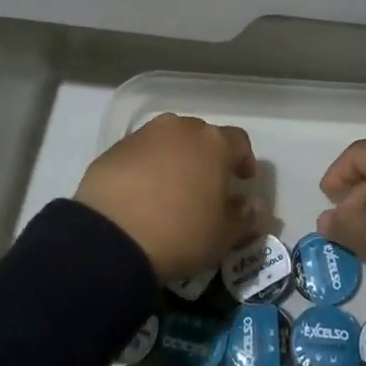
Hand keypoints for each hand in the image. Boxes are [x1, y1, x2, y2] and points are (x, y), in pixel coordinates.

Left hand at [75, 113, 256, 279]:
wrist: (111, 237)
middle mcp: (180, 129)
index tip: (243, 180)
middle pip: (202, 135)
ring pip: (168, 140)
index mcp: (213, 143)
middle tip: (206, 184)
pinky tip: (141, 193)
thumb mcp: (222, 236)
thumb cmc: (179, 233)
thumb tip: (254, 205)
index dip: (244, 159)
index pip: (239, 141)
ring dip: (175, 157)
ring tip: (171, 187)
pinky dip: (146, 166)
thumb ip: (244, 217)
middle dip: (207, 156)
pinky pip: (140, 153)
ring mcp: (144, 135)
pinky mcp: (114, 149)